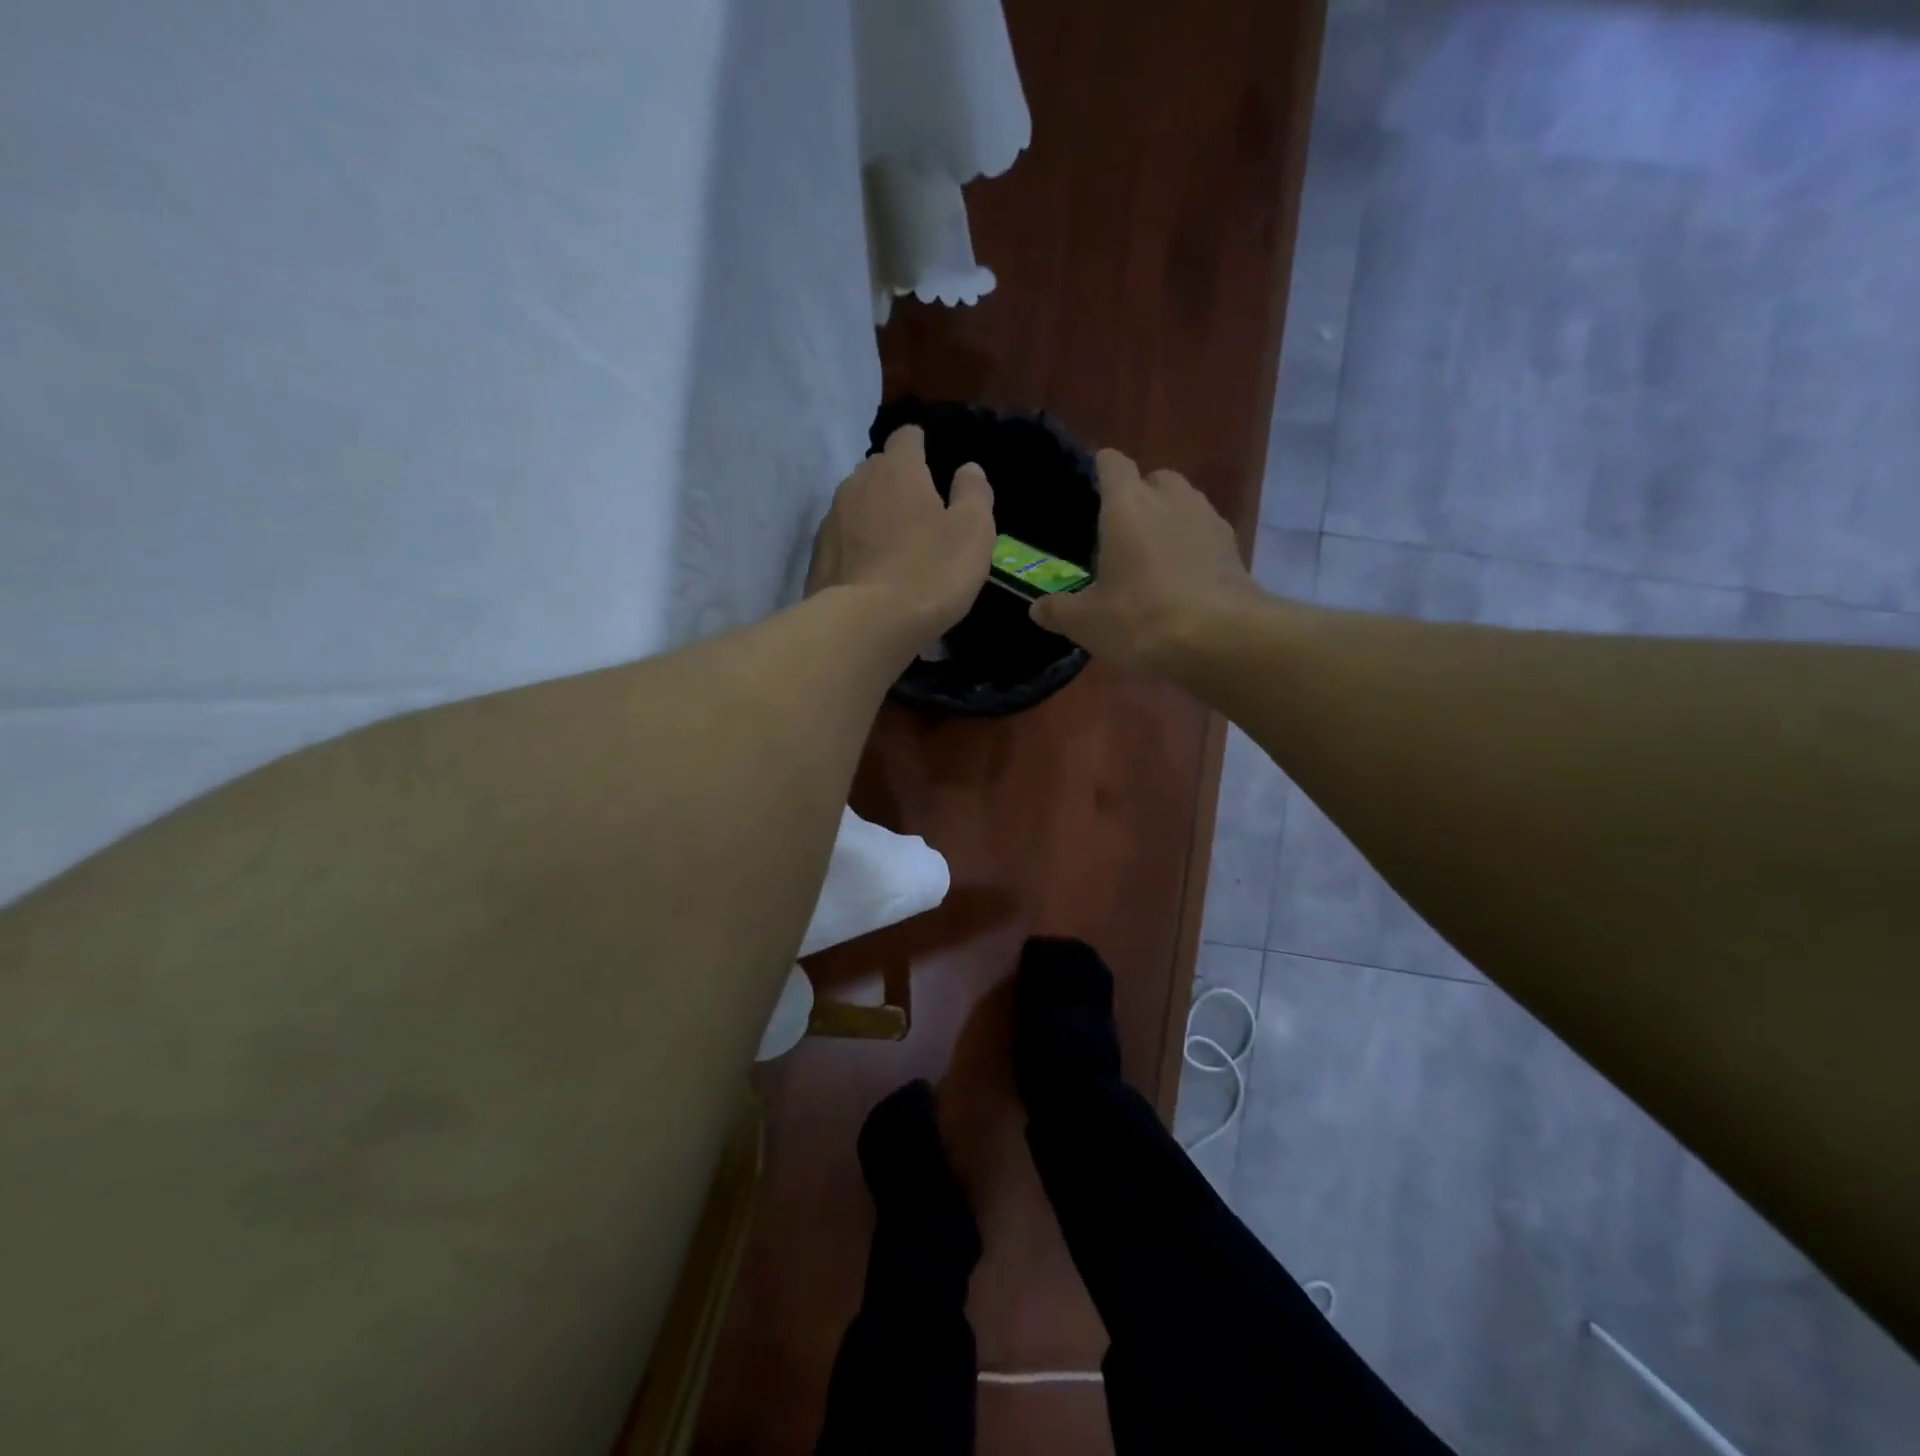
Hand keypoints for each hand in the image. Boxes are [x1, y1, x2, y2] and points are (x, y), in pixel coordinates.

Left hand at [807, 425, 995, 638]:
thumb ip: (973, 495)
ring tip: (894, 545)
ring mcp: (831, 520)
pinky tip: (872, 572)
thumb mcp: (972, 533)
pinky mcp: (817, 556)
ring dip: (875, 515)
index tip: (933, 463)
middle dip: (897, 482)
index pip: (907, 437)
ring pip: (857, 504)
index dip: (921, 446)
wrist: (864, 624)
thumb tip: (968, 469)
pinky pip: (843, 539)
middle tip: (919, 511)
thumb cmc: (929, 572)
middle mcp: (857, 483)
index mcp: (898, 470)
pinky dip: (857, 546)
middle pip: (878, 469)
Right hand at [1029, 449, 1259, 674]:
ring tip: (1153, 558)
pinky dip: (1193, 548)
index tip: (1091, 487)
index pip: (1112, 464)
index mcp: (1127, 505)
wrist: (1222, 640)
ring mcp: (1208, 519)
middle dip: (1139, 497)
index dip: (1100, 469)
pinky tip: (1183, 580)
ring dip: (1169, 521)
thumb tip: (1037, 608)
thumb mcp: (1087, 623)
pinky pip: (1205, 534)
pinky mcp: (1234, 547)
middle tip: (1121, 533)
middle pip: (1154, 479)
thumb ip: (1059, 610)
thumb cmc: (1142, 619)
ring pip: (1184, 504)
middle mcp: (1170, 499)